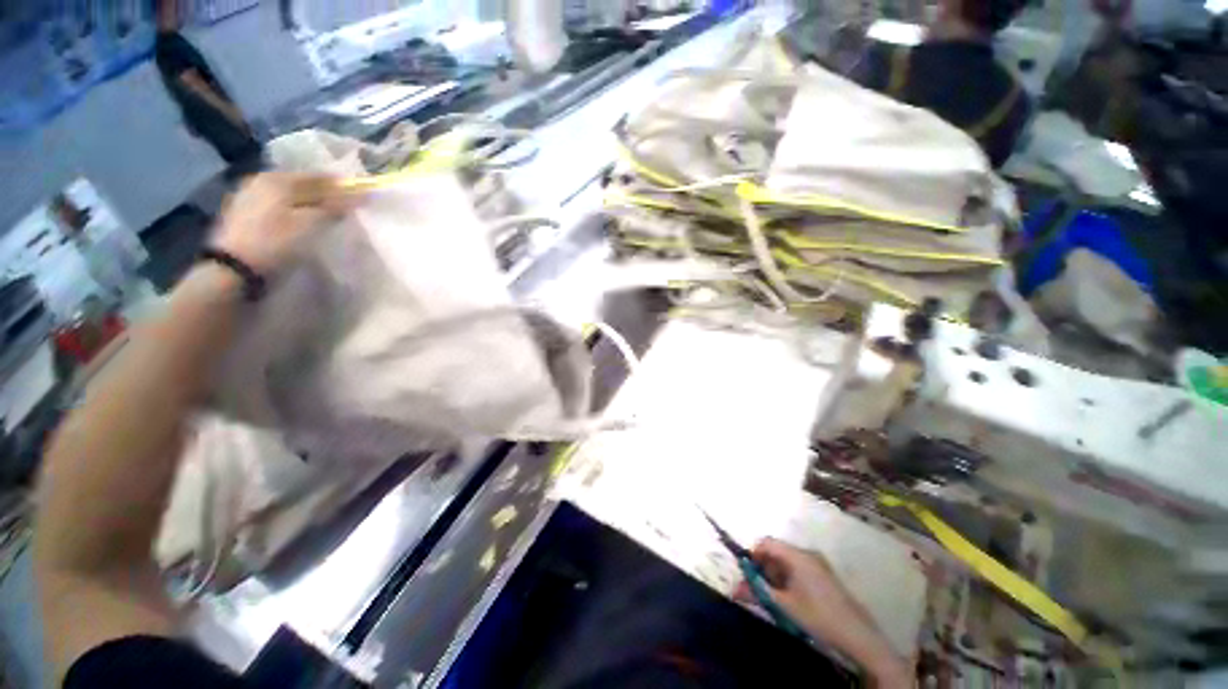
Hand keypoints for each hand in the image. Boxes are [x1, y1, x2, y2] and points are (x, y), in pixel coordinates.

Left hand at [211, 173, 351, 272]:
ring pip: (289, 195)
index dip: (342, 186)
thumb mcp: (311, 225)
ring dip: (308, 203)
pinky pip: (277, 206)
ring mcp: (249, 196)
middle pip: (302, 184)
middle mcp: (261, 180)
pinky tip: (301, 222)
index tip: (360, 197)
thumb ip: (334, 207)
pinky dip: (293, 211)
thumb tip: (357, 195)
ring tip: (325, 217)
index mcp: (278, 179)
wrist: (234, 269)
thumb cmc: (276, 242)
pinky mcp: (244, 213)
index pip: (319, 177)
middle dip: (324, 195)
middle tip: (344, 208)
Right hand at [735, 538, 862, 644]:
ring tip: (773, 597)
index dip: (753, 554)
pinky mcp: (823, 574)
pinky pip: (797, 568)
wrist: (858, 635)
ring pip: (786, 561)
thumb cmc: (818, 616)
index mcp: (797, 555)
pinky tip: (788, 599)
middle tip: (757, 589)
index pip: (767, 542)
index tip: (747, 574)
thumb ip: (758, 592)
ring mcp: (817, 563)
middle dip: (763, 568)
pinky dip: (787, 579)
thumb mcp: (784, 606)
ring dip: (774, 576)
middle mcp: (807, 553)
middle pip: (776, 551)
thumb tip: (734, 589)